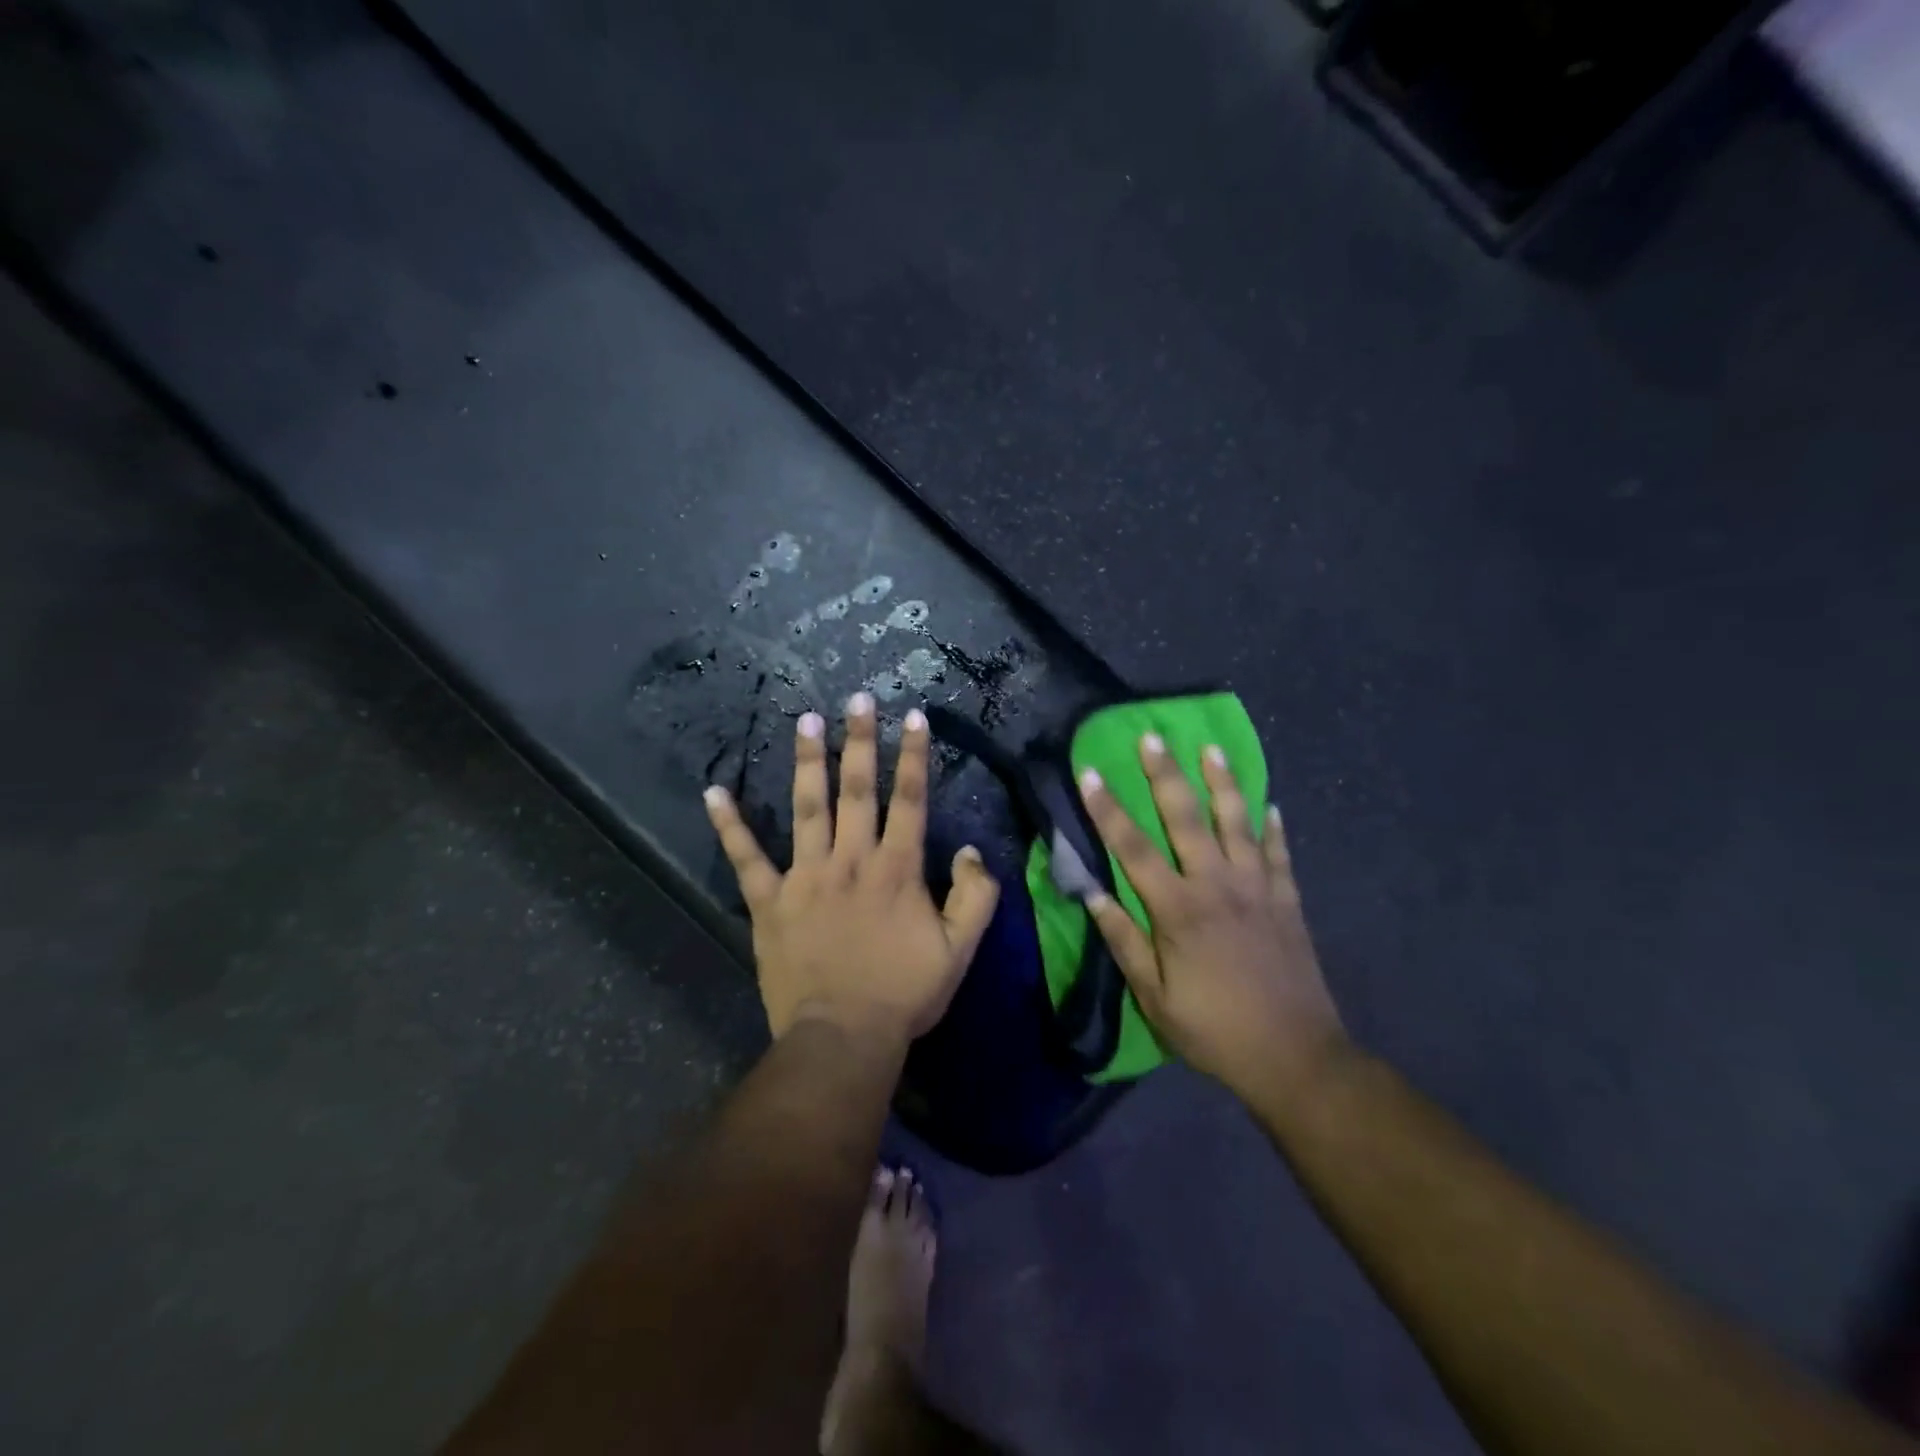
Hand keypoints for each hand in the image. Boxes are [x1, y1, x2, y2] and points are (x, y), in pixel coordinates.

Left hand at [704, 693, 1000, 1044]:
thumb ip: (974, 896)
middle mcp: (851, 860)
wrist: (843, 1037)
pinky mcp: (770, 901)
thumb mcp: (960, 950)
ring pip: (807, 808)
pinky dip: (729, 826)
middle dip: (859, 741)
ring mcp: (806, 877)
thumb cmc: (903, 994)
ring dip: (806, 763)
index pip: (909, 800)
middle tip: (856, 699)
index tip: (912, 717)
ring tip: (804, 720)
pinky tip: (714, 792)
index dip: (913, 756)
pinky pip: (746, 858)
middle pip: (858, 790)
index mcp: (896, 869)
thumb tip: (968, 851)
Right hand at [1078, 734, 1347, 1100]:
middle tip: (1152, 736)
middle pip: (1186, 817)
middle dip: (1165, 774)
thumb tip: (1090, 892)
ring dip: (1223, 782)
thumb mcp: (1153, 996)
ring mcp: (1257, 888)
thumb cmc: (1213, 1030)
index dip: (1107, 808)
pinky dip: (1273, 827)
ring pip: (1237, 822)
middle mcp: (1216, 885)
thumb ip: (1122, 940)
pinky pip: (1279, 853)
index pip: (1132, 847)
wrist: (1295, 1056)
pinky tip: (1270, 804)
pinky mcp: (1286, 900)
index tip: (1089, 772)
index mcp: (1177, 909)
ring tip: (1213, 749)